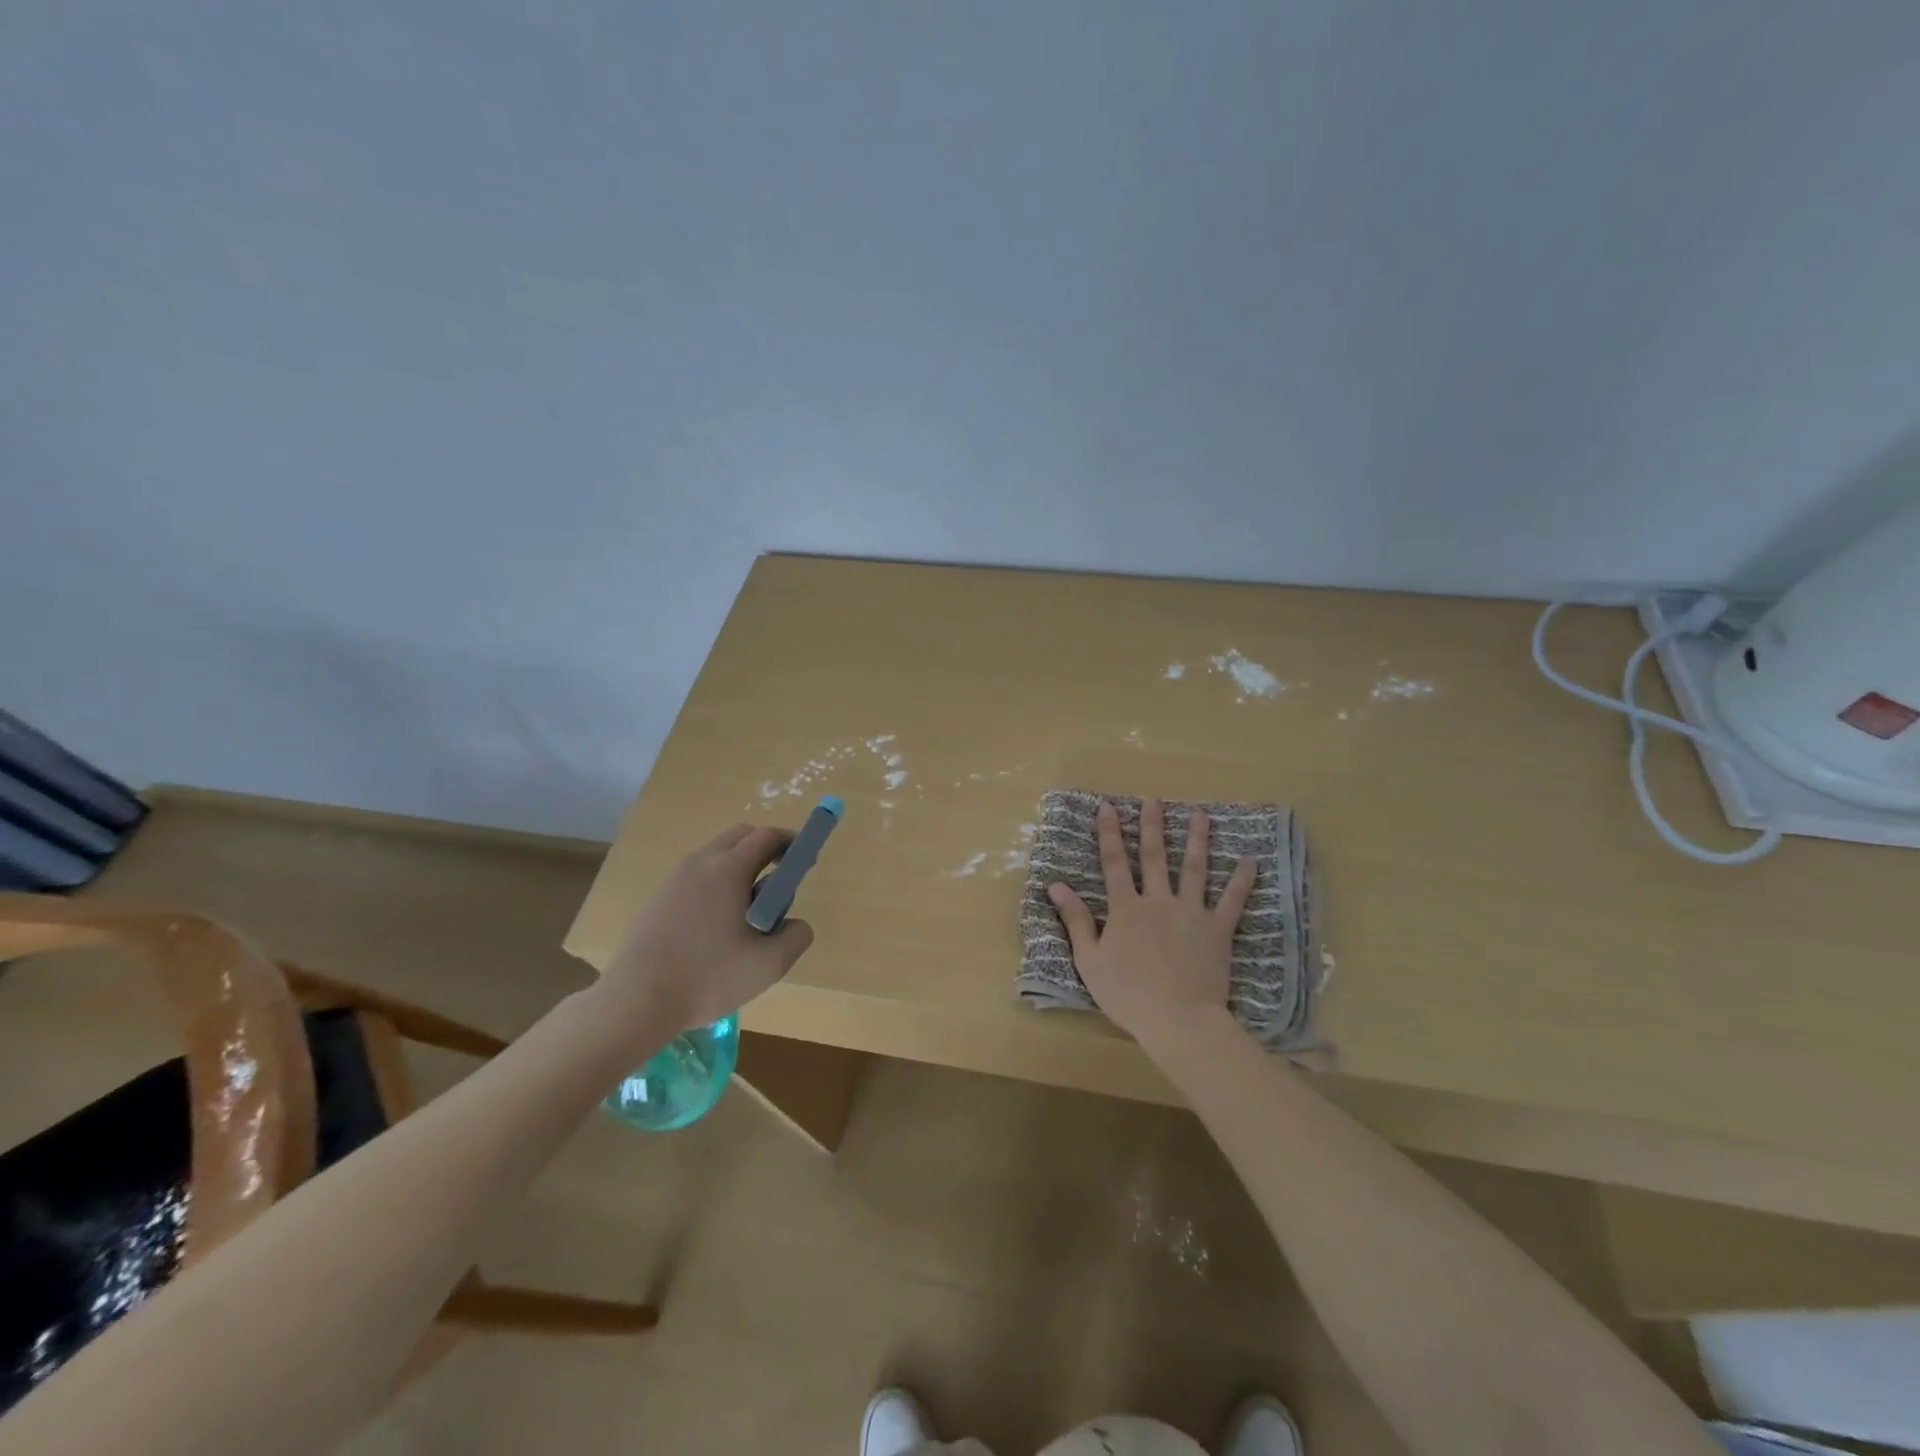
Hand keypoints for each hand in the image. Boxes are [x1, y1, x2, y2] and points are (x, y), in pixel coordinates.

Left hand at [600, 822, 814, 1036]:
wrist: (635, 1002)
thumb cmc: (708, 978)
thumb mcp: (769, 964)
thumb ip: (796, 936)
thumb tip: (795, 923)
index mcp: (728, 868)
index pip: (767, 836)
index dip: (791, 843)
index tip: (804, 861)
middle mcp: (700, 863)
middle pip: (741, 836)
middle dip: (766, 850)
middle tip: (779, 884)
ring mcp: (674, 879)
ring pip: (716, 855)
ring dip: (740, 868)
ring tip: (748, 912)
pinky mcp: (658, 898)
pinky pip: (697, 876)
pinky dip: (717, 884)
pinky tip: (717, 927)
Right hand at [1047, 798, 1257, 1050]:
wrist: (1178, 1020)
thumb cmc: (1128, 994)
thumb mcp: (1090, 960)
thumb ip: (1077, 920)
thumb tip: (1057, 885)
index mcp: (1126, 909)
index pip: (1114, 863)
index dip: (1109, 833)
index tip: (1108, 807)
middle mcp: (1158, 901)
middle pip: (1154, 857)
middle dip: (1152, 826)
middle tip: (1154, 799)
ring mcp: (1191, 912)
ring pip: (1194, 869)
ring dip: (1197, 840)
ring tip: (1201, 815)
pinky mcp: (1217, 930)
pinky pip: (1232, 900)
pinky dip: (1241, 880)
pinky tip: (1251, 860)